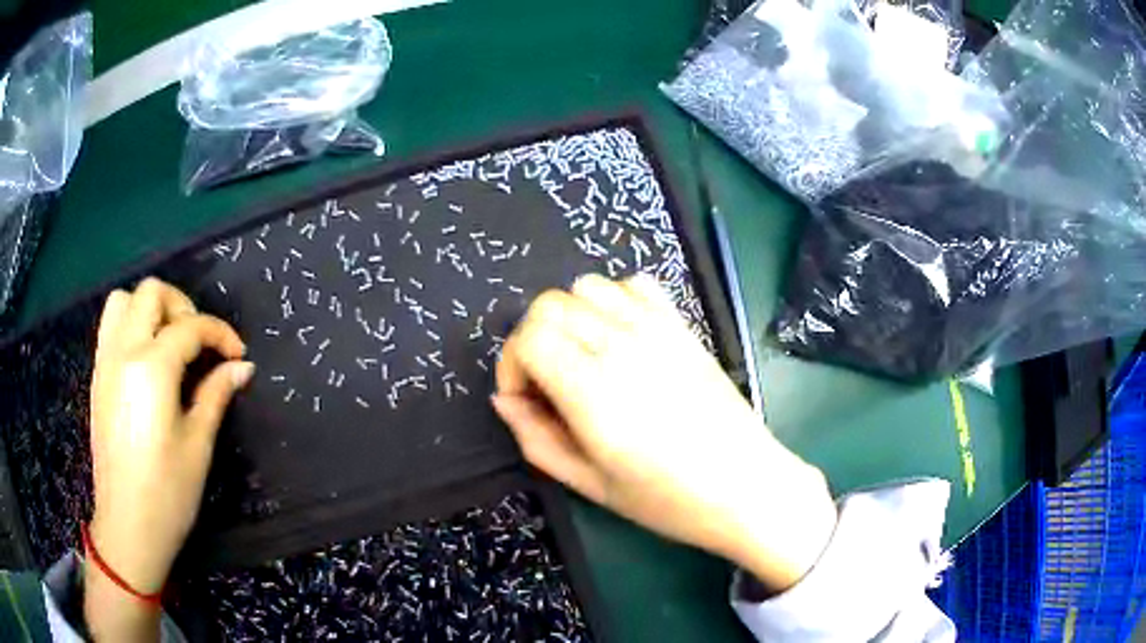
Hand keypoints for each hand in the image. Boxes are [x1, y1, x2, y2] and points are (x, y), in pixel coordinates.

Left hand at [86, 278, 251, 638]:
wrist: (127, 527)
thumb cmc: (167, 493)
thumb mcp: (198, 445)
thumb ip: (216, 394)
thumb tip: (242, 367)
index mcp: (151, 369)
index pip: (190, 327)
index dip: (220, 334)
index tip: (238, 355)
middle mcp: (123, 352)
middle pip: (151, 293)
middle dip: (182, 306)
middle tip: (200, 343)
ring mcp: (105, 362)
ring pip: (124, 301)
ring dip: (150, 310)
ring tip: (169, 343)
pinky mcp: (98, 377)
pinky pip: (111, 327)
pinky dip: (132, 325)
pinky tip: (147, 361)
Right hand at [493, 274, 836, 590]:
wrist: (745, 486)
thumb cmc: (667, 499)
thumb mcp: (589, 484)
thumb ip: (536, 439)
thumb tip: (504, 400)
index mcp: (593, 392)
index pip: (529, 337)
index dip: (511, 364)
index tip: (524, 399)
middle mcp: (621, 347)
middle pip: (549, 305)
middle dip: (531, 339)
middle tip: (546, 383)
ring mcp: (656, 329)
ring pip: (587, 287)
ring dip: (569, 317)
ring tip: (581, 358)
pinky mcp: (681, 326)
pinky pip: (634, 285)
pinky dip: (613, 300)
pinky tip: (620, 338)